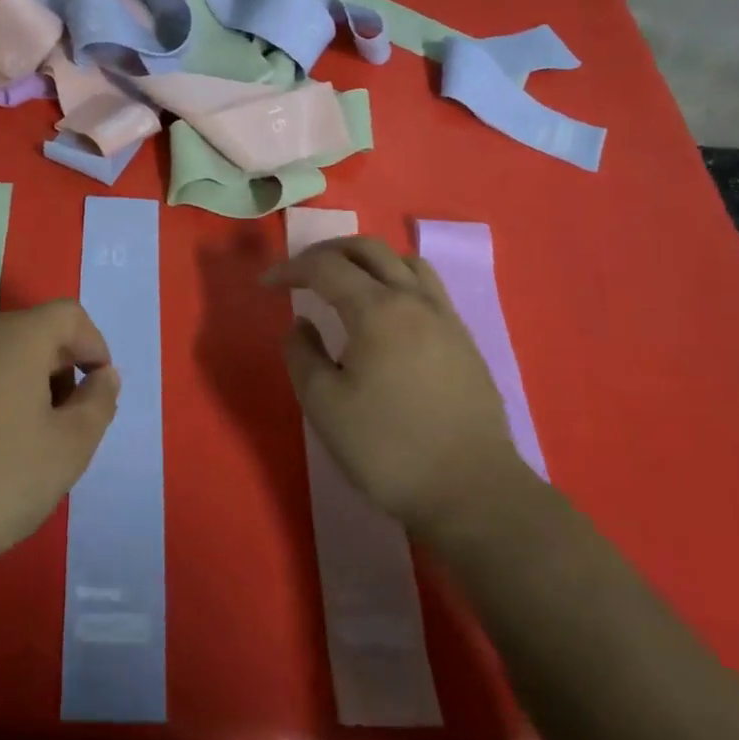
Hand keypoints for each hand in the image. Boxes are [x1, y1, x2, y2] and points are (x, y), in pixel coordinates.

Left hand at [0, 300, 120, 586]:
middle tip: (64, 423)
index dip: (94, 345)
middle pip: (28, 333)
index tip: (98, 390)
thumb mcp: (68, 449)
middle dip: (57, 369)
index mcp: (15, 336)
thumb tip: (103, 376)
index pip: (68, 315)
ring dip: (19, 387)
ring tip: (22, 444)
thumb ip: (98, 404)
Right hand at [264, 236, 527, 537]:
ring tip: (346, 285)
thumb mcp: (324, 405)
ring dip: (367, 261)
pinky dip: (397, 281)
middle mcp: (414, 301)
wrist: (472, 490)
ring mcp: (445, 318)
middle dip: (328, 252)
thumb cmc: (389, 448)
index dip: (291, 268)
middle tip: (301, 273)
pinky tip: (386, 315)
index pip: (326, 266)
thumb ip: (302, 355)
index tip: (266, 284)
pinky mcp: (464, 341)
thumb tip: (302, 324)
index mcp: (377, 310)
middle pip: (369, 249)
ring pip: (405, 262)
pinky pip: (427, 288)